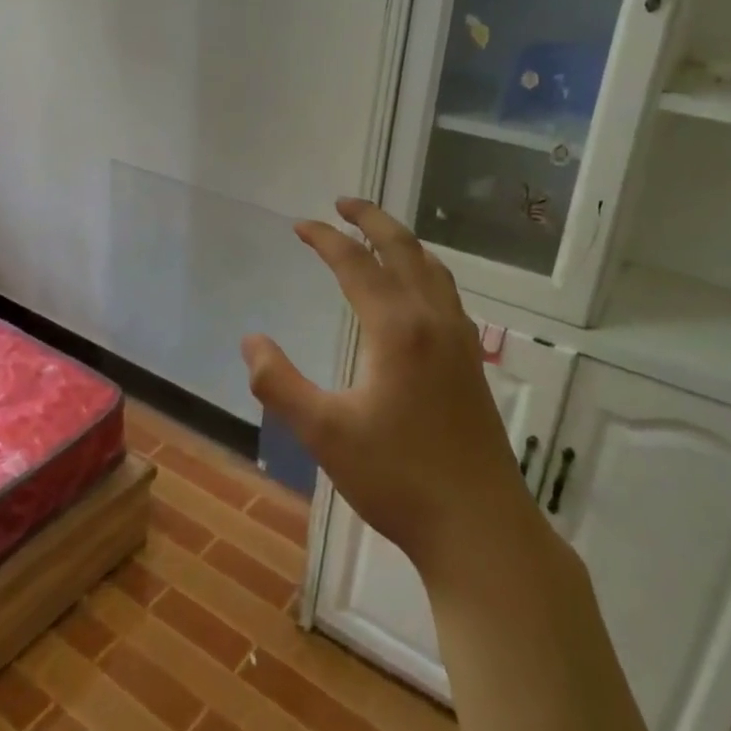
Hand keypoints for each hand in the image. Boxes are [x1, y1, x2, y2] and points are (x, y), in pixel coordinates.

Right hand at [241, 199, 533, 589]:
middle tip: (343, 203)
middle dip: (371, 220)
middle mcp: (433, 321)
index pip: (356, 263)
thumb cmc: (397, 479)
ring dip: (403, 242)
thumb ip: (279, 383)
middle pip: (404, 250)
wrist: (479, 527)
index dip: (324, 239)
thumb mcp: (323, 433)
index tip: (299, 225)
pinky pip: (446, 294)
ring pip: (433, 270)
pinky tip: (415, 291)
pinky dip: (424, 271)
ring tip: (377, 236)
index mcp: (397, 328)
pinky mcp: (471, 363)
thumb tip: (250, 340)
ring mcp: (460, 341)